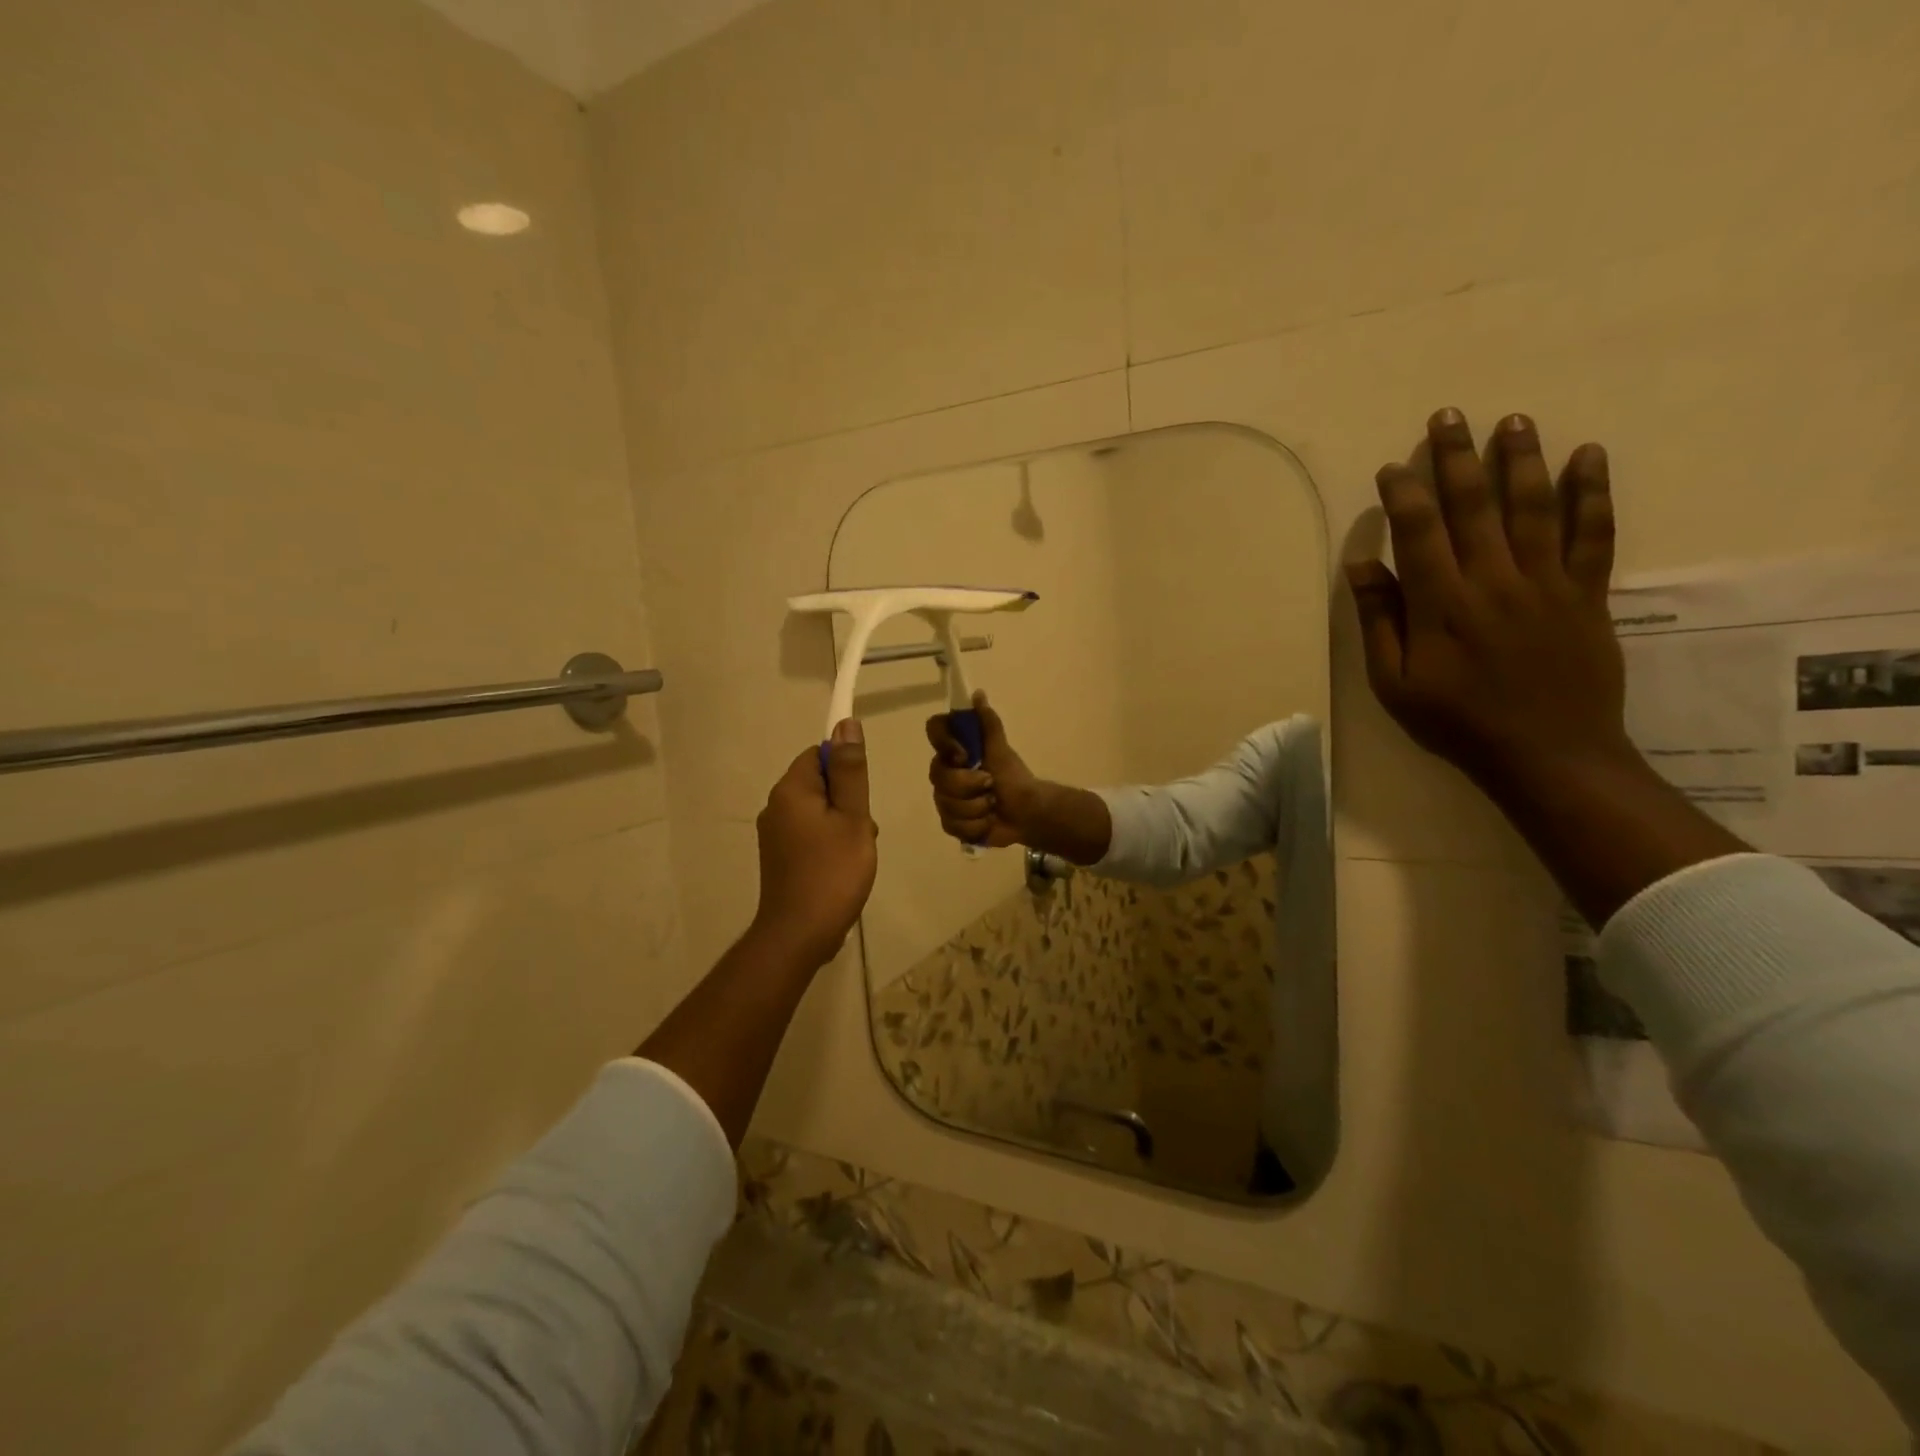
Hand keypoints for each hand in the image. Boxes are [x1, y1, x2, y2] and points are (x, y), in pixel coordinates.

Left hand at [751, 719, 878, 965]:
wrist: (799, 934)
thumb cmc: (832, 872)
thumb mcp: (852, 818)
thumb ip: (851, 771)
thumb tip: (845, 723)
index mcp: (790, 790)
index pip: (819, 754)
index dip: (846, 770)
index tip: (861, 799)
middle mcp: (775, 807)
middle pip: (819, 783)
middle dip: (848, 801)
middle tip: (862, 832)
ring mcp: (774, 834)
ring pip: (818, 811)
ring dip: (842, 825)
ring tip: (856, 854)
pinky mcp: (778, 857)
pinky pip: (809, 834)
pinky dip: (829, 843)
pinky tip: (843, 868)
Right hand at [924, 693, 1041, 847]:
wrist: (1027, 814)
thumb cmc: (1014, 778)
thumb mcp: (1001, 750)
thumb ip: (988, 724)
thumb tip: (978, 694)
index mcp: (956, 749)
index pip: (934, 731)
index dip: (944, 742)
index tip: (964, 754)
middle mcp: (945, 772)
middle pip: (938, 776)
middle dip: (969, 783)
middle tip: (990, 784)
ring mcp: (945, 799)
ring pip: (946, 804)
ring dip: (976, 806)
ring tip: (992, 805)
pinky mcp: (950, 823)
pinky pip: (952, 824)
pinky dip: (975, 825)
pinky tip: (988, 822)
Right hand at [1348, 408, 1631, 798]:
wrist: (1549, 753)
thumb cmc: (1456, 722)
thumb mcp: (1394, 683)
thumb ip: (1379, 621)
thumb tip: (1361, 566)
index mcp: (1442, 604)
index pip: (1420, 532)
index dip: (1404, 494)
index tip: (1392, 467)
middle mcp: (1494, 580)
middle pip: (1475, 506)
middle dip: (1457, 458)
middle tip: (1449, 416)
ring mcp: (1547, 583)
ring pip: (1534, 507)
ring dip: (1521, 460)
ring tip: (1513, 420)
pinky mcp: (1587, 594)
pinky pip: (1594, 534)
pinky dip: (1593, 493)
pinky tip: (1588, 457)